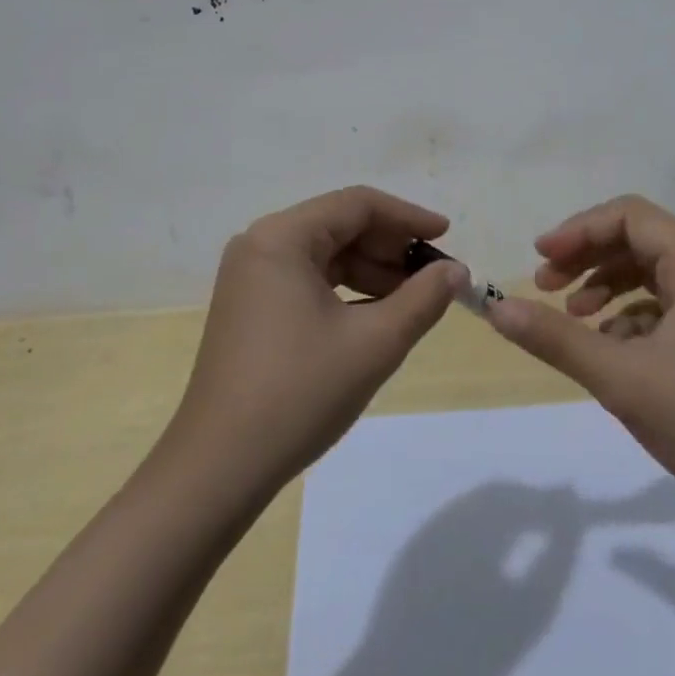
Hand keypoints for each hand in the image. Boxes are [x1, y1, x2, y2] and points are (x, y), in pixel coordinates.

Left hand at [164, 186, 466, 495]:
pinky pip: (307, 279)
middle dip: (390, 247)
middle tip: (433, 274)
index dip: (408, 217)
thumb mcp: (373, 344)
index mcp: (281, 237)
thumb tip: (456, 271)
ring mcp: (251, 276)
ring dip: (371, 270)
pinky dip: (346, 290)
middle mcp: (261, 244)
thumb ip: (422, 299)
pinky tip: (376, 315)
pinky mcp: (249, 306)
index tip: (447, 236)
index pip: (357, 205)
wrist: (217, 470)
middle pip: (339, 225)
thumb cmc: (298, 394)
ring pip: (325, 254)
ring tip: (413, 298)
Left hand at [288, 483, 581, 675]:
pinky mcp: (413, 553)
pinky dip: (483, 526)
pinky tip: (497, 548)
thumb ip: (556, 557)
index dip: (554, 501)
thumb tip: (573, 513)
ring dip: (508, 511)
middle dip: (531, 501)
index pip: (524, 498)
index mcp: (475, 520)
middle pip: (499, 495)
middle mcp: (449, 515)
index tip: (581, 507)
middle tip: (564, 517)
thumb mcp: (529, 613)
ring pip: (476, 506)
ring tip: (537, 527)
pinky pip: (456, 523)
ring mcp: (428, 532)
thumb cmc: (471, 655)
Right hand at [487, 195, 674, 509]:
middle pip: (634, 238)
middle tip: (544, 284)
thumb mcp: (621, 378)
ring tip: (570, 314)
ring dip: (602, 283)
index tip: (540, 257)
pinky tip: (606, 345)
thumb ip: (556, 339)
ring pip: (644, 271)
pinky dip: (624, 314)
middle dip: (585, 256)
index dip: (579, 229)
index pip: (628, 216)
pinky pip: (657, 303)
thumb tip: (496, 309)